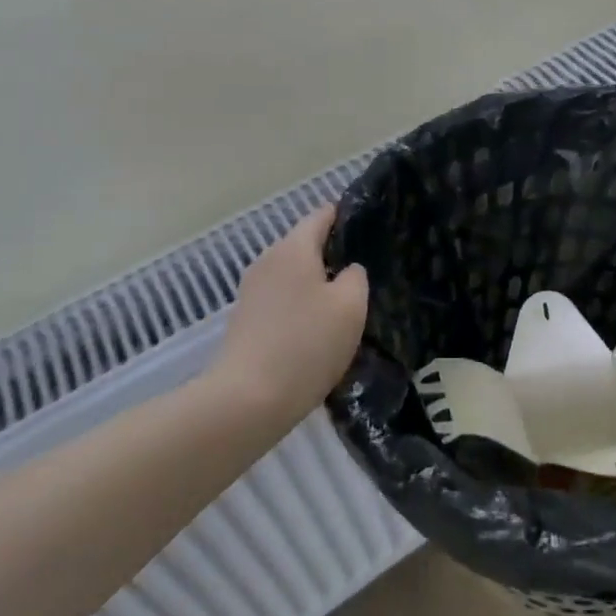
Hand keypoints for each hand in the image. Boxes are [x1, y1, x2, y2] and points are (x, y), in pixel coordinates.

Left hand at [209, 205, 368, 424]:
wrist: (246, 400)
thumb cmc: (306, 344)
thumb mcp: (350, 306)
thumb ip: (356, 277)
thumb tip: (347, 270)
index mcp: (293, 247)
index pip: (321, 215)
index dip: (346, 216)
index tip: (370, 227)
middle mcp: (267, 260)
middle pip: (304, 245)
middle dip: (332, 254)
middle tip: (364, 272)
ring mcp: (251, 291)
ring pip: (292, 275)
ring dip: (316, 284)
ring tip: (344, 304)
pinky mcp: (244, 320)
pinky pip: (281, 301)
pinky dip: (299, 307)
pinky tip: (316, 331)